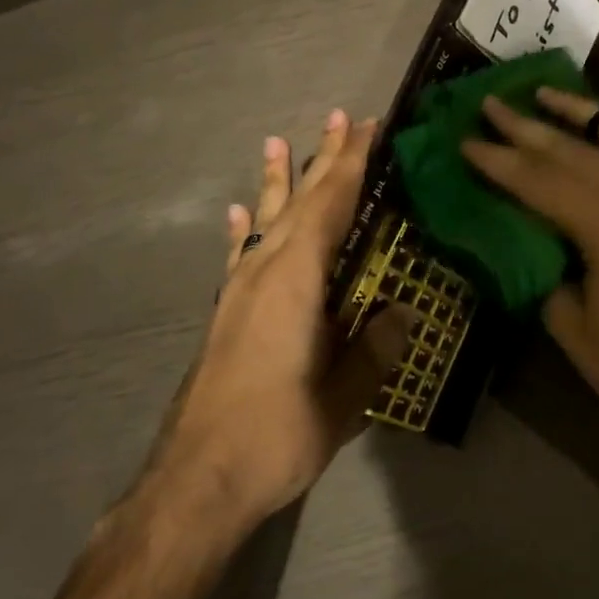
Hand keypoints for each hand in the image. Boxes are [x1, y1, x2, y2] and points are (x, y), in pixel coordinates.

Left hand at [158, 110, 409, 530]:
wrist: (195, 481)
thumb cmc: (275, 434)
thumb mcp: (342, 399)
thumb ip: (375, 350)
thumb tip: (402, 312)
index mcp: (297, 279)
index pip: (331, 205)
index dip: (351, 164)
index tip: (369, 127)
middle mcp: (265, 270)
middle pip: (301, 201)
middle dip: (324, 158)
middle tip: (341, 118)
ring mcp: (240, 288)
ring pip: (267, 218)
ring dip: (279, 179)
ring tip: (278, 142)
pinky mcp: (226, 311)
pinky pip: (239, 253)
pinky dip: (244, 226)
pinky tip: (239, 211)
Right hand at [461, 89, 598, 464]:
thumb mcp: (574, 328)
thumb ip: (546, 273)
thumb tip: (531, 244)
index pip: (536, 180)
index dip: (497, 161)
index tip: (465, 141)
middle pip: (568, 148)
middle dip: (524, 125)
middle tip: (489, 103)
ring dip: (575, 111)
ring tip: (543, 93)